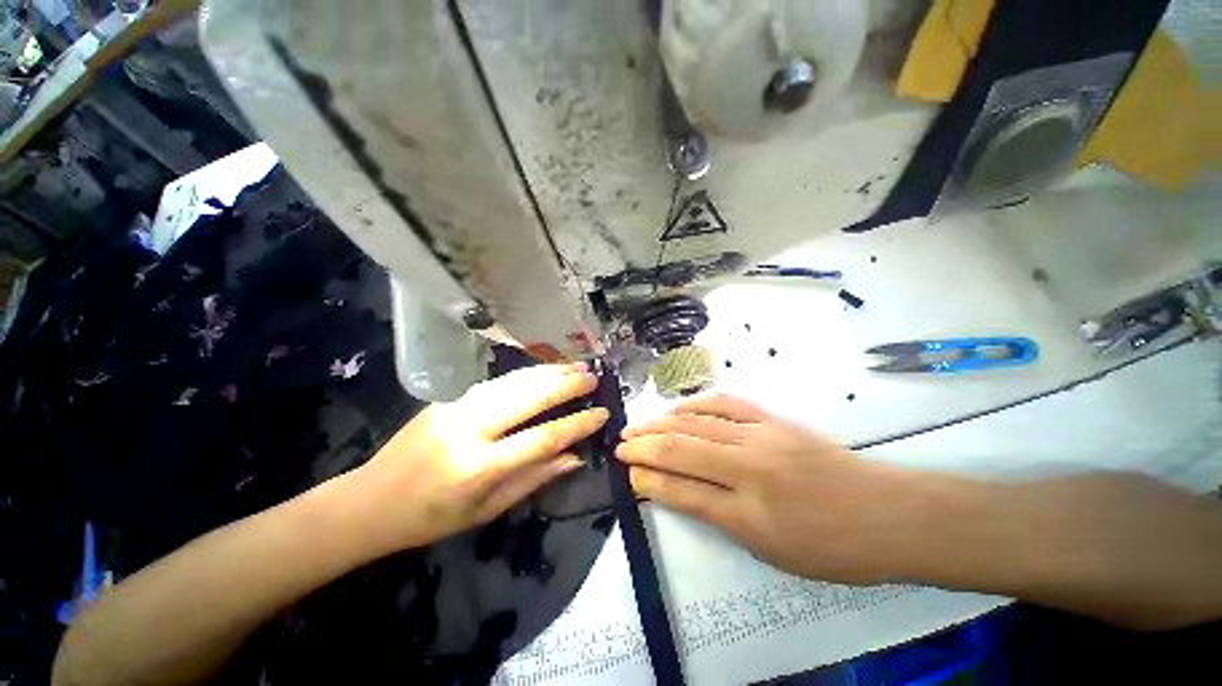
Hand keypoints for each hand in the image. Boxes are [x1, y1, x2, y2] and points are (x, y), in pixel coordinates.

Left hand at [354, 363, 607, 552]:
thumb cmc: (431, 518)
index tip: (601, 413)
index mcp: (479, 468)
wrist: (370, 501)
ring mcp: (456, 407)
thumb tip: (575, 457)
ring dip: (549, 372)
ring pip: (514, 381)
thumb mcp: (487, 511)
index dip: (577, 424)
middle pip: (529, 398)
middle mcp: (469, 429)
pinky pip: (497, 381)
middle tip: (594, 376)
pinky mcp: (449, 397)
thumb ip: (534, 479)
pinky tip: (544, 370)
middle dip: (567, 385)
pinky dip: (526, 374)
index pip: (542, 438)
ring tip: (576, 365)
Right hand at [617, 395, 912, 583]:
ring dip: (661, 423)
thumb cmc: (832, 547)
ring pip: (697, 424)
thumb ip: (720, 516)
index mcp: (749, 514)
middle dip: (643, 446)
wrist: (888, 513)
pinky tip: (678, 409)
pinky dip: (695, 405)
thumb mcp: (770, 551)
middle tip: (620, 444)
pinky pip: (725, 404)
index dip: (649, 480)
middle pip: (681, 449)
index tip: (627, 474)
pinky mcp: (773, 420)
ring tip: (638, 425)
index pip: (682, 491)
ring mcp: (761, 437)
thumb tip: (679, 492)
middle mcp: (749, 469)